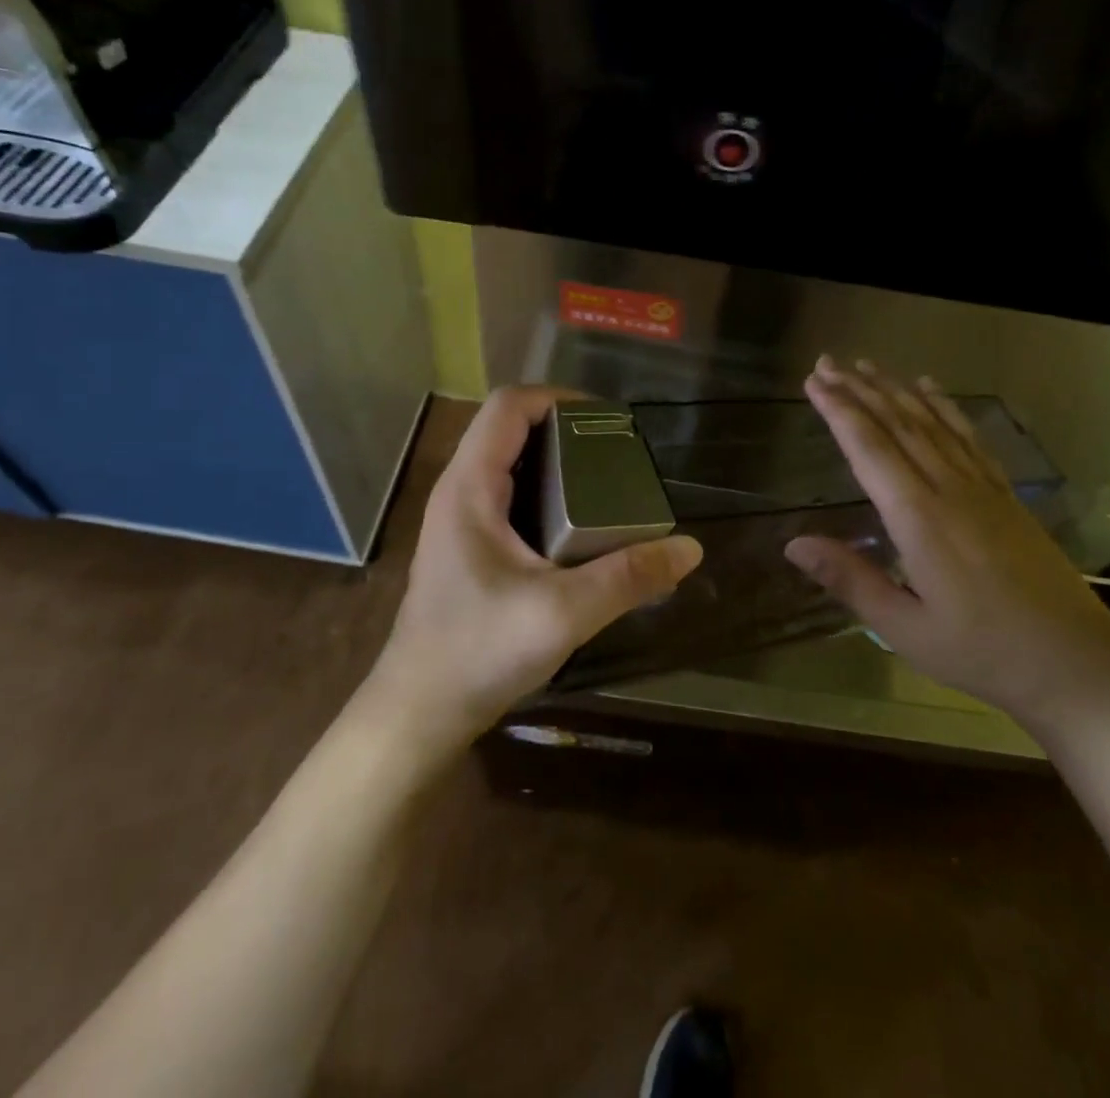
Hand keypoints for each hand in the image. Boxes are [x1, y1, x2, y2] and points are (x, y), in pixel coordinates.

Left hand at [365, 386, 703, 752]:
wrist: (420, 712)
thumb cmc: (479, 653)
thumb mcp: (563, 613)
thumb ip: (628, 578)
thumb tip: (690, 549)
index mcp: (470, 487)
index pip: (509, 406)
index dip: (558, 398)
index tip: (607, 421)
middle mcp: (459, 492)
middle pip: (511, 430)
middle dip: (566, 431)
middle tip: (618, 456)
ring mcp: (459, 520)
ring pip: (510, 464)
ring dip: (557, 463)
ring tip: (607, 484)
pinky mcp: (468, 547)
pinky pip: (509, 497)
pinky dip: (546, 493)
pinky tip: (580, 528)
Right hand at [785, 357, 1109, 734]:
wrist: (1078, 664)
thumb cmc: (982, 652)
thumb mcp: (905, 628)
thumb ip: (850, 580)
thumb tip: (793, 544)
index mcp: (920, 519)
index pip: (870, 450)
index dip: (839, 412)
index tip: (814, 382)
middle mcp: (950, 490)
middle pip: (899, 426)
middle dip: (860, 391)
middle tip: (828, 362)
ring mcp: (983, 488)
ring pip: (933, 424)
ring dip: (897, 391)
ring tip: (869, 366)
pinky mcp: (1007, 496)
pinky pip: (970, 438)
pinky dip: (947, 409)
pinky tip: (932, 391)